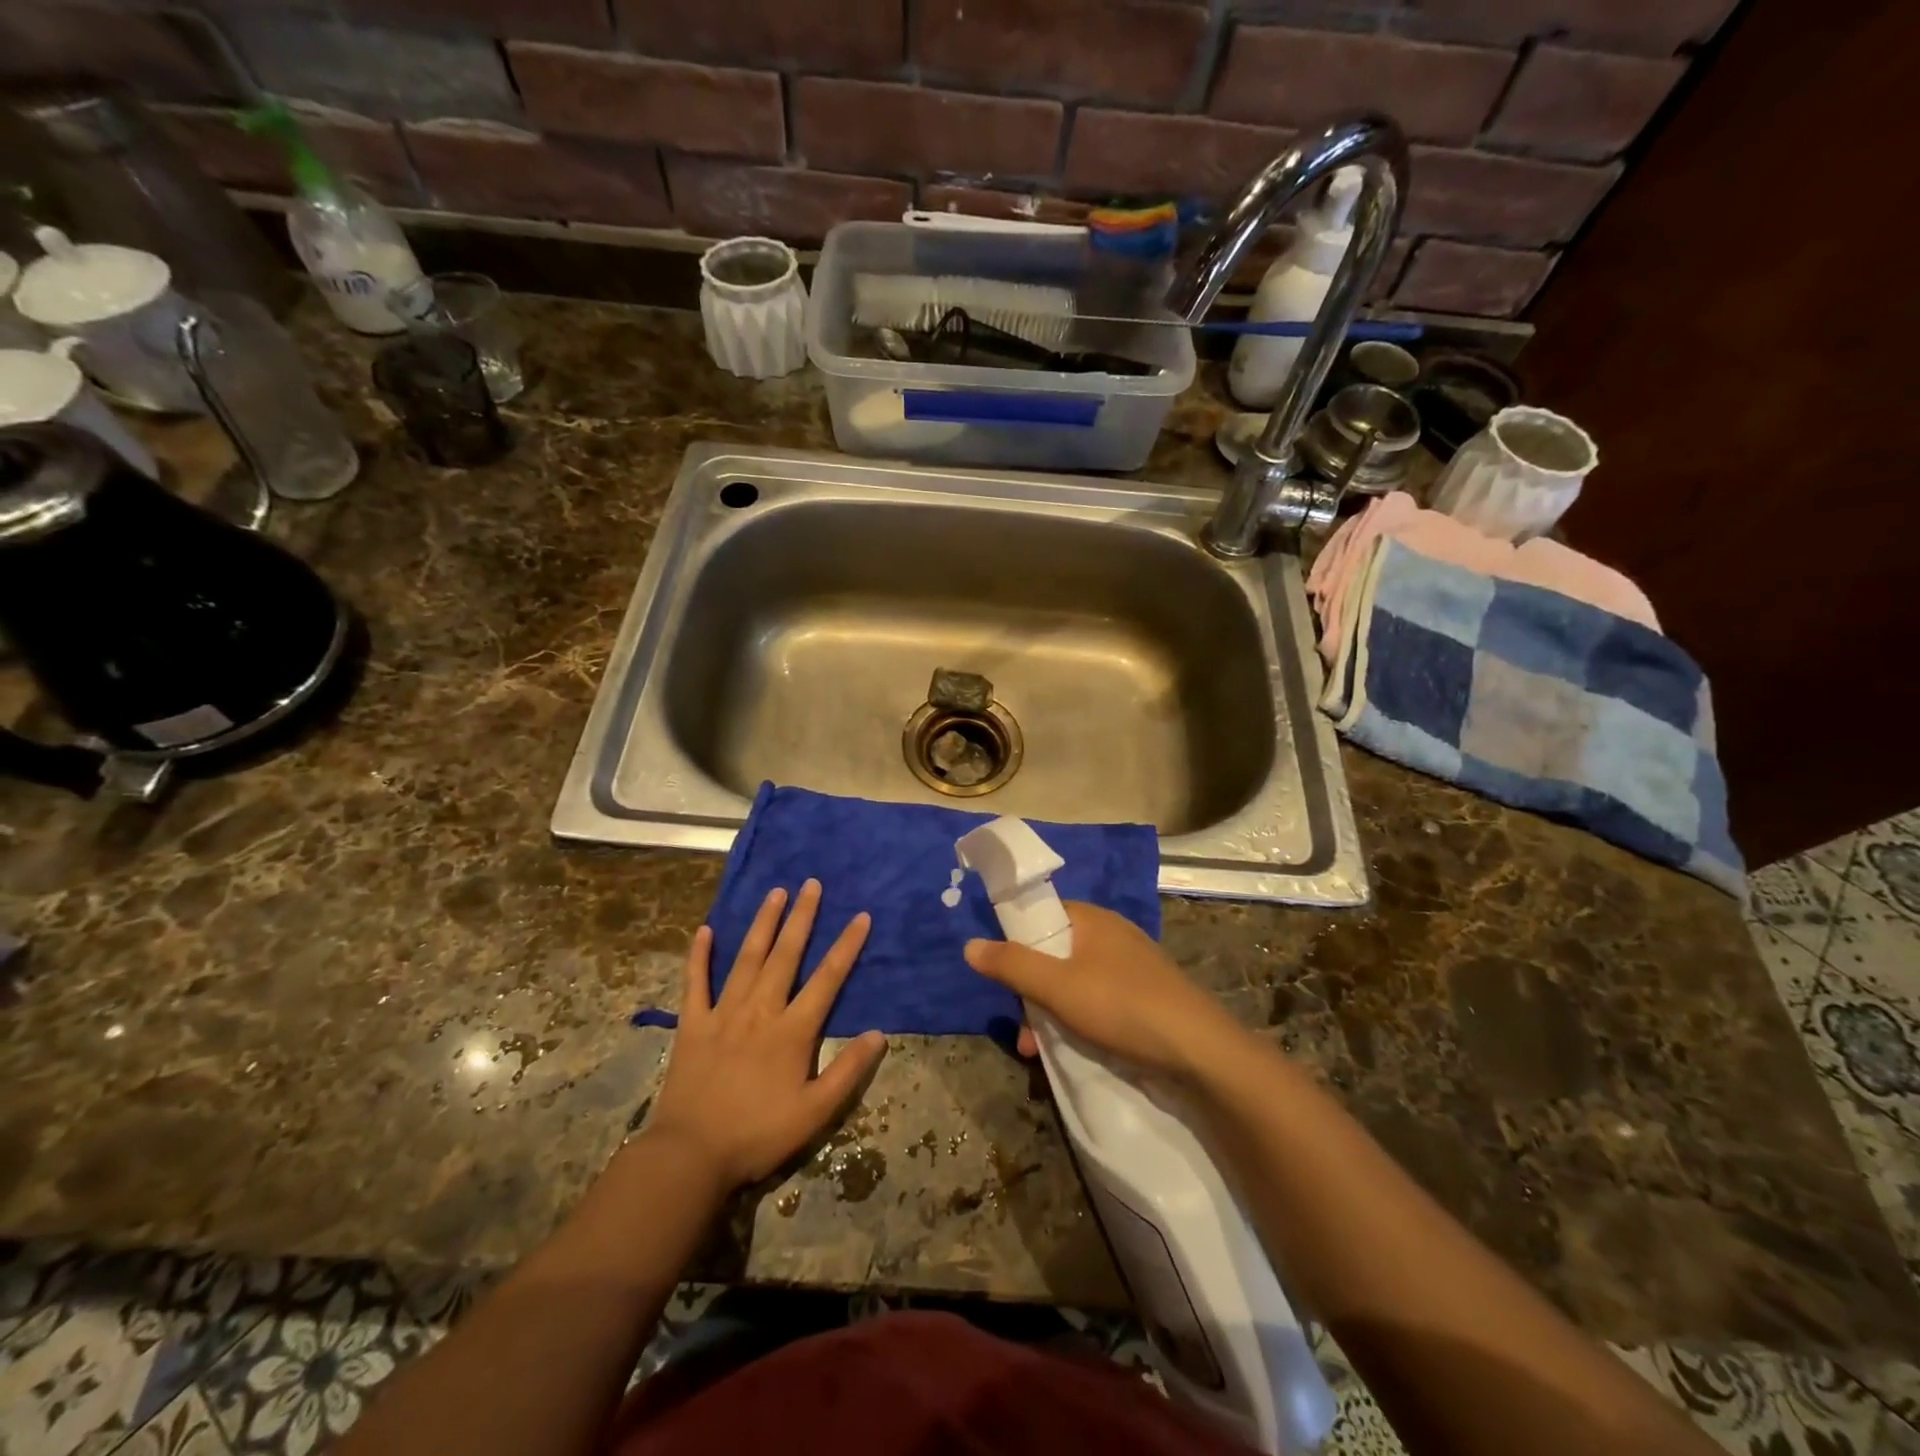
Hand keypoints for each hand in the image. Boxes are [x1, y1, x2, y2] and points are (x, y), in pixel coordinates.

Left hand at [644, 880, 885, 1190]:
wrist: (690, 1155)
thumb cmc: (758, 1134)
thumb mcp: (815, 1112)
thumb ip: (848, 1071)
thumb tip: (879, 1034)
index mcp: (792, 1030)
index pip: (828, 978)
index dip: (846, 946)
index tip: (861, 916)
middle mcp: (760, 1010)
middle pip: (786, 955)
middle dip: (802, 917)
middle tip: (811, 884)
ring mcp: (723, 1013)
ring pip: (747, 958)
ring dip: (763, 923)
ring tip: (775, 893)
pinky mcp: (692, 1024)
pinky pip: (696, 983)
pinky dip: (700, 956)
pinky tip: (704, 931)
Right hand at [964, 902, 1239, 1080]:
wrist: (1200, 1053)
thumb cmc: (1122, 1007)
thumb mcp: (1057, 986)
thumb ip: (1012, 964)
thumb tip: (970, 945)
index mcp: (1092, 919)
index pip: (1041, 914)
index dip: (1017, 941)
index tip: (1003, 975)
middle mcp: (1111, 935)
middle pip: (1054, 953)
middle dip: (1031, 990)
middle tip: (1021, 1027)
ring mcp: (1130, 967)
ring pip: (1074, 982)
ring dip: (1050, 1013)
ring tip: (1037, 1052)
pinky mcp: (1144, 998)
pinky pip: (1097, 1002)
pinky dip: (1078, 1022)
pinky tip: (1070, 1052)